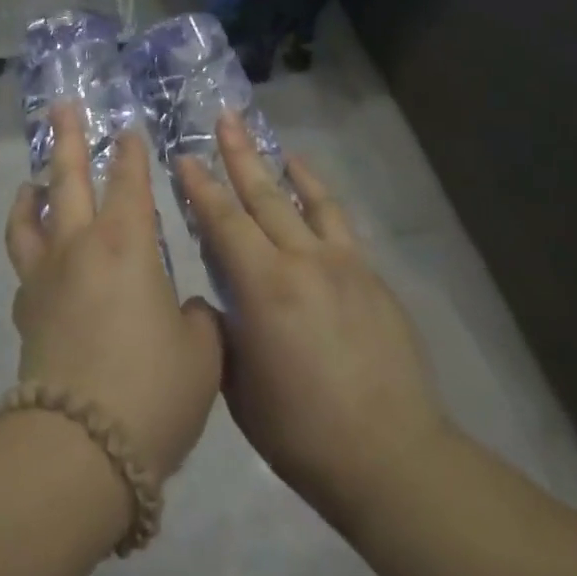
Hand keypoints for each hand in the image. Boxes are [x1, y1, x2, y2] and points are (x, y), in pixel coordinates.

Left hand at [5, 107, 223, 483]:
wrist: (79, 447)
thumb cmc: (151, 391)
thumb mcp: (201, 355)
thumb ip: (199, 320)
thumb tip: (187, 310)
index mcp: (127, 243)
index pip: (130, 181)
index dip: (131, 153)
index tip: (129, 131)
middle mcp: (81, 245)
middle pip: (68, 178)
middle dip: (68, 139)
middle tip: (61, 108)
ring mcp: (45, 276)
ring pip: (31, 216)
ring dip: (32, 191)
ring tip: (32, 180)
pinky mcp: (25, 310)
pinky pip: (23, 262)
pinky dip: (27, 245)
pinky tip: (36, 254)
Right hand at [175, 114, 450, 531]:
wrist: (392, 457)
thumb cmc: (301, 431)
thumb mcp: (239, 384)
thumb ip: (224, 330)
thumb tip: (217, 299)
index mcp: (265, 288)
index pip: (224, 222)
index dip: (201, 187)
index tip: (184, 157)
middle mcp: (303, 261)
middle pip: (264, 195)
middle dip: (239, 155)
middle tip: (224, 118)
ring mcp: (343, 265)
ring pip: (308, 200)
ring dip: (283, 167)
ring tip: (270, 142)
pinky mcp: (371, 277)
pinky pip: (339, 223)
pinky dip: (320, 198)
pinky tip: (312, 189)